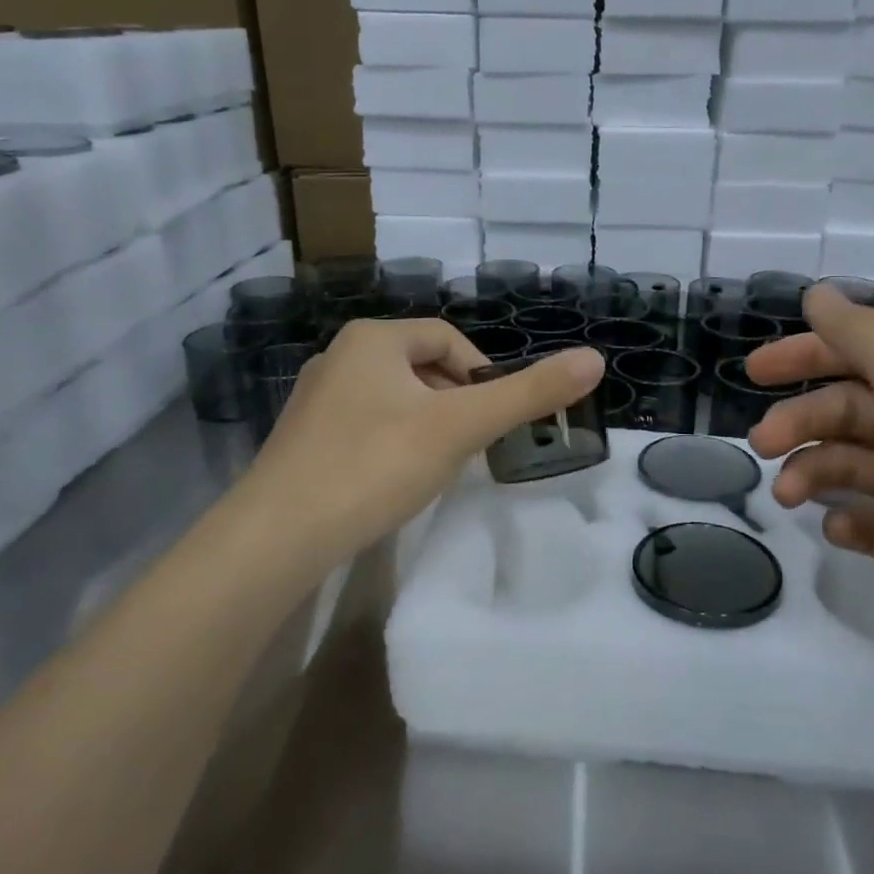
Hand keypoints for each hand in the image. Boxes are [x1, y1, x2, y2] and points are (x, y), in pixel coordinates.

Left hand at [234, 319, 603, 560]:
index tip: (496, 418)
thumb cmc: (375, 465)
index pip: (447, 338)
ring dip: (428, 424)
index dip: (483, 373)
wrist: (278, 536)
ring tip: (440, 466)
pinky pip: (367, 426)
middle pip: (421, 367)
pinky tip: (397, 481)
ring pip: (395, 399)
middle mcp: (339, 356)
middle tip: (472, 446)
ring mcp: (316, 399)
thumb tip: (595, 359)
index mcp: (372, 338)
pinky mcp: (304, 440)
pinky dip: (394, 444)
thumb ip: (528, 393)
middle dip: (455, 402)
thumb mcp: (461, 427)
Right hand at [745, 286, 873, 739]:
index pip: (867, 351)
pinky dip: (849, 521)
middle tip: (760, 447)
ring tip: (789, 499)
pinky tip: (837, 534)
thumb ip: (866, 339)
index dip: (807, 353)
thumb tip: (820, 293)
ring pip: (859, 465)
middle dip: (802, 420)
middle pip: (856, 408)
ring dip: (815, 471)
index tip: (752, 373)